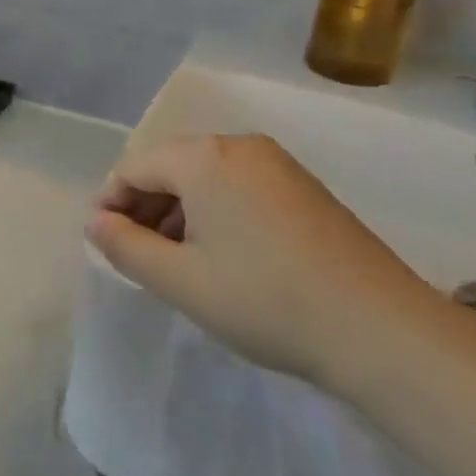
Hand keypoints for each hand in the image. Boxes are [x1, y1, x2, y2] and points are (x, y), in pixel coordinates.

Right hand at [87, 134, 441, 382]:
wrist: (379, 328)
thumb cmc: (264, 300)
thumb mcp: (180, 280)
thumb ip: (125, 247)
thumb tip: (96, 222)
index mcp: (204, 158)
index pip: (135, 166)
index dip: (110, 203)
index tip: (103, 243)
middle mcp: (240, 146)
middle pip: (171, 166)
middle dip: (144, 206)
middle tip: (135, 255)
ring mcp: (278, 165)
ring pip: (206, 177)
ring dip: (179, 211)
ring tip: (174, 261)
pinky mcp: (304, 188)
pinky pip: (239, 186)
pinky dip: (215, 212)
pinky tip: (220, 254)